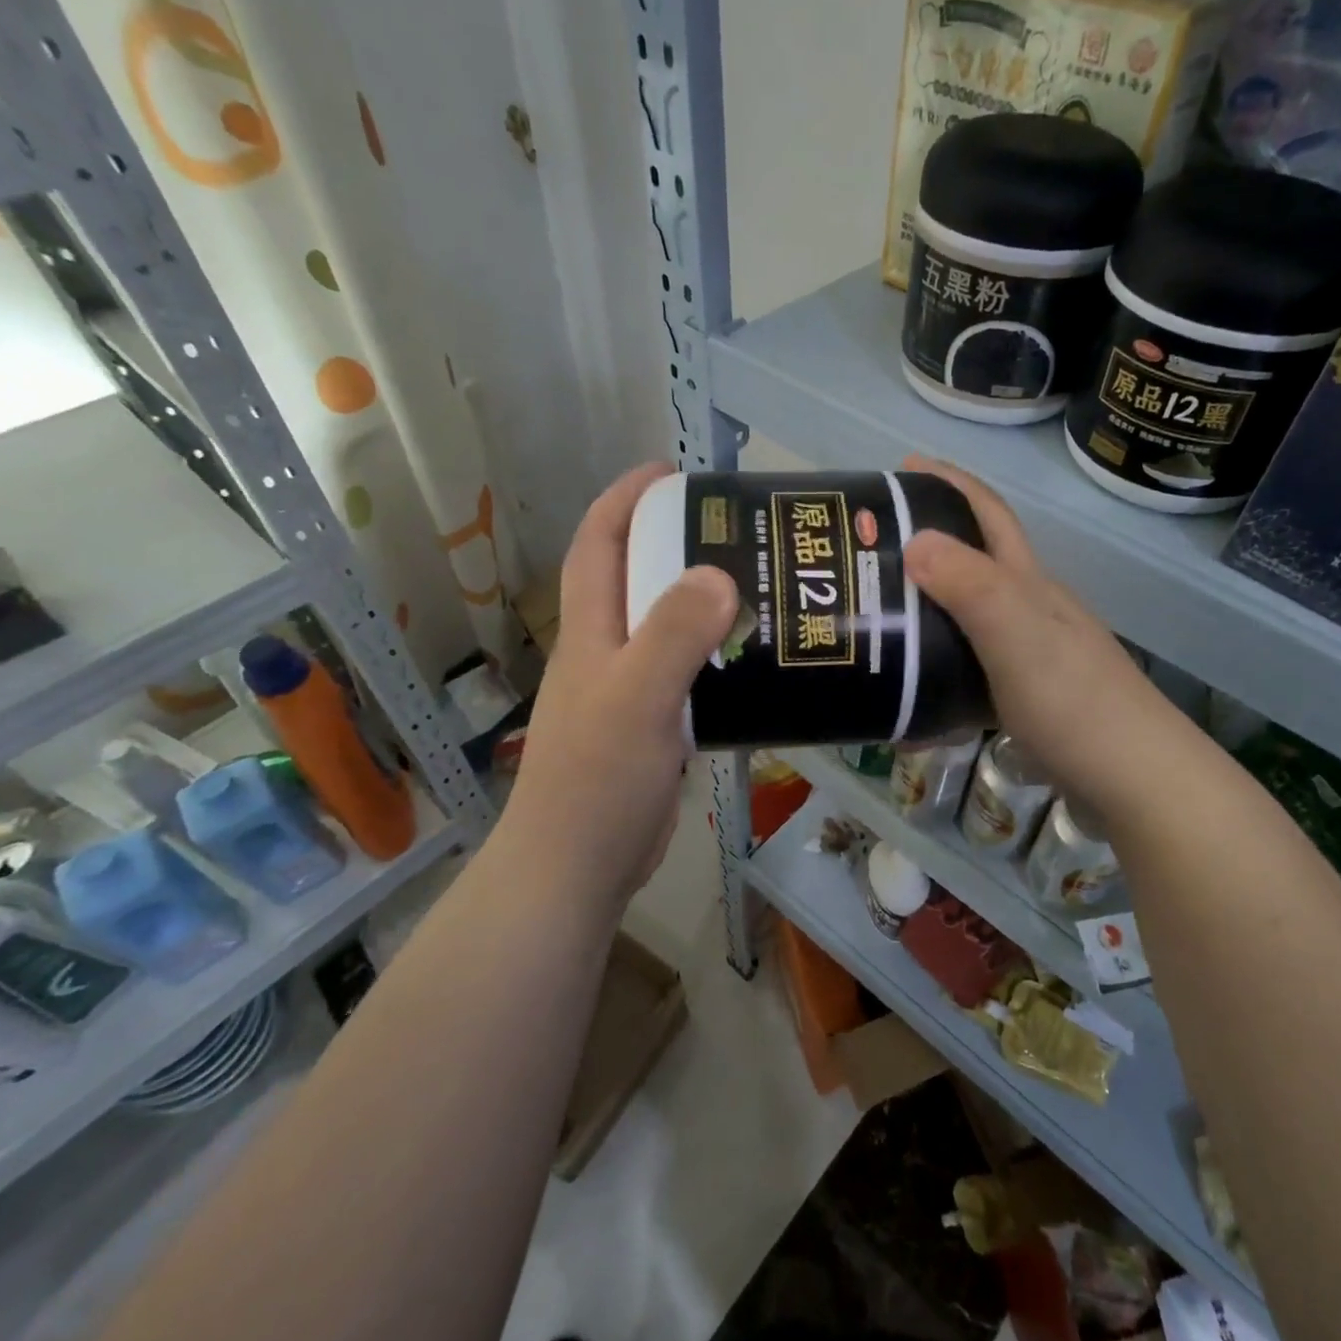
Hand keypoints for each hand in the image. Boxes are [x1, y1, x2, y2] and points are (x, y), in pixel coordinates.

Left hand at [501, 463, 736, 909]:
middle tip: (740, 533)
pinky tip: (758, 663)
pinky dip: (718, 659)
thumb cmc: (596, 779)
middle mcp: (606, 653)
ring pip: (667, 630)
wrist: (578, 867)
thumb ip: (673, 635)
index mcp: (591, 632)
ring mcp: (629, 693)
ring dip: (704, 604)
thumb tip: (719, 574)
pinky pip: (689, 676)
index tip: (671, 473)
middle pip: (638, 580)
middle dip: (677, 544)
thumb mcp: (636, 699)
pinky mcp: (653, 729)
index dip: (625, 500)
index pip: (598, 545)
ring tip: (762, 589)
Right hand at [900, 456, 1203, 823]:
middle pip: (976, 564)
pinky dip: (938, 680)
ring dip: (928, 614)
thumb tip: (915, 538)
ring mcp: (1033, 657)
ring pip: (969, 621)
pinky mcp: (1028, 701)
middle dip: (929, 543)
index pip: (989, 516)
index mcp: (1030, 585)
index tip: (903, 467)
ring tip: (878, 622)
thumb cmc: (1075, 703)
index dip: (950, 484)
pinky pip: (970, 677)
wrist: (1137, 782)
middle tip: (871, 551)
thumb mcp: (1017, 636)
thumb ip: (970, 587)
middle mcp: (1032, 611)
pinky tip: (912, 702)